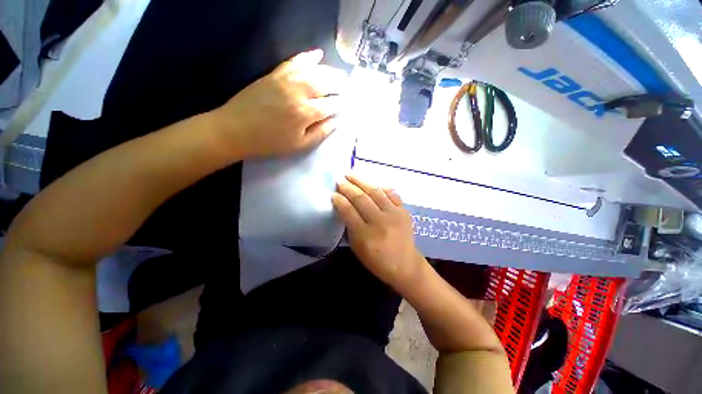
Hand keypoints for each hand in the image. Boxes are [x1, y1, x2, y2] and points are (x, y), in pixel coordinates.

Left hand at [212, 49, 346, 157]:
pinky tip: (317, 55)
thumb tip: (336, 122)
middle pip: (326, 83)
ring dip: (329, 71)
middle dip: (339, 84)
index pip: (331, 105)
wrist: (236, 129)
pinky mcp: (274, 74)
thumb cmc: (270, 142)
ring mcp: (286, 80)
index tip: (348, 105)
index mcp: (306, 113)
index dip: (341, 104)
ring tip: (338, 75)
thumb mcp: (299, 145)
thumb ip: (320, 133)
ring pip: (314, 70)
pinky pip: (294, 61)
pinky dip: (307, 57)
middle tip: (347, 87)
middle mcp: (299, 92)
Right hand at [332, 174, 423, 288]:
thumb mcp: (357, 247)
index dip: (339, 201)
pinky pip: (392, 194)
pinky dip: (381, 187)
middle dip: (348, 187)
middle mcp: (380, 221)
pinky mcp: (404, 211)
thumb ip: (350, 227)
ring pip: (376, 192)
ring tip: (352, 174)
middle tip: (340, 179)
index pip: (349, 212)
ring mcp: (394, 214)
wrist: (405, 265)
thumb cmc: (377, 260)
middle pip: (361, 199)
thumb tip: (344, 207)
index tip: (333, 193)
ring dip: (362, 181)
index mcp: (366, 235)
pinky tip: (373, 182)